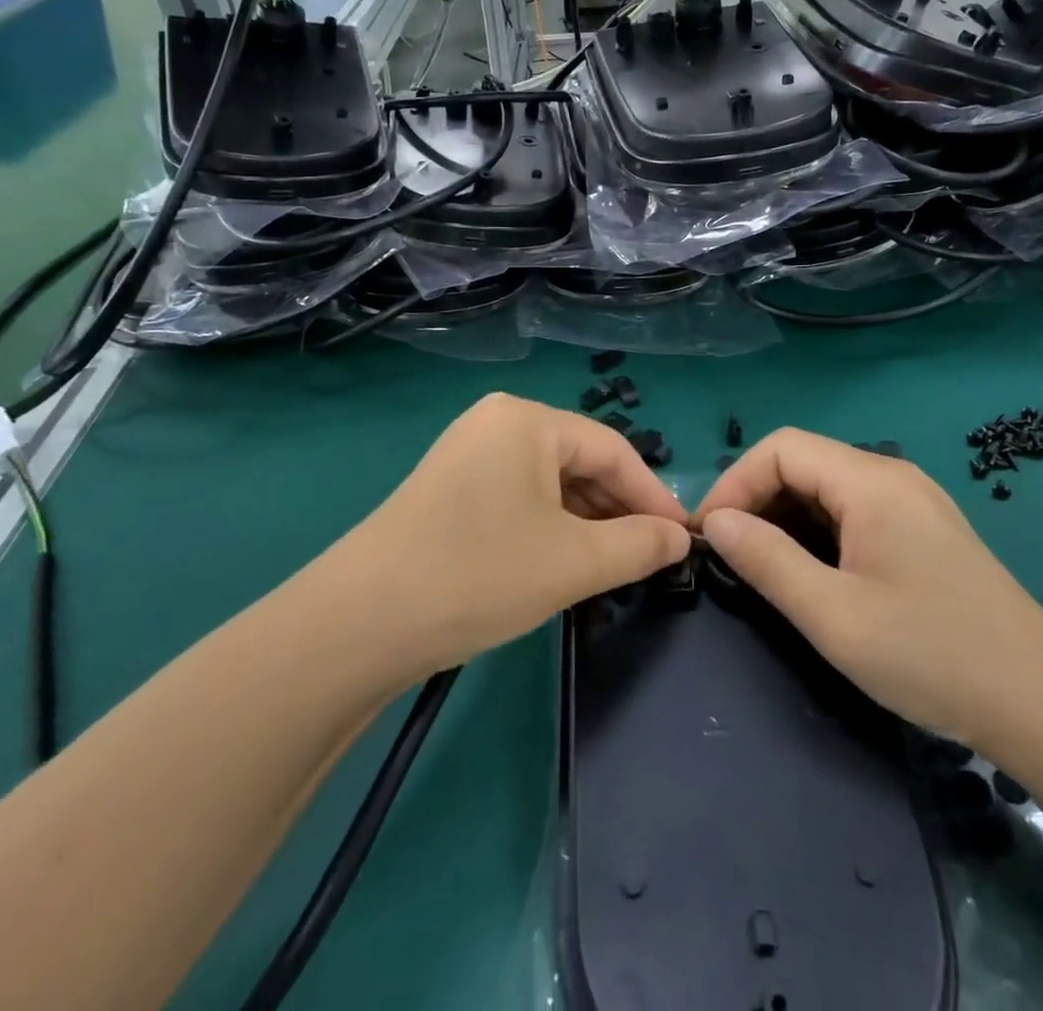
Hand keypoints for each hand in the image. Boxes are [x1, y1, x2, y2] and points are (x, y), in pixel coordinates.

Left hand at [329, 393, 690, 679]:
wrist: (358, 623)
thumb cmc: (478, 574)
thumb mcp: (572, 562)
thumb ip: (638, 545)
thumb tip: (680, 540)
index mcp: (527, 420)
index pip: (612, 449)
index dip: (654, 496)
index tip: (684, 540)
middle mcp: (496, 424)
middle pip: (579, 462)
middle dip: (618, 510)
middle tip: (651, 558)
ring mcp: (467, 455)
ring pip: (549, 484)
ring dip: (586, 523)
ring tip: (614, 567)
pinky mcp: (449, 490)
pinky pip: (519, 499)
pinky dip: (550, 528)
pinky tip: (564, 564)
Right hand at [694, 428, 1042, 750]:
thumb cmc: (932, 655)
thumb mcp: (833, 615)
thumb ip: (766, 560)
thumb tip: (716, 523)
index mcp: (871, 482)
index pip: (780, 449)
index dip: (735, 483)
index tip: (709, 535)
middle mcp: (892, 475)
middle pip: (803, 461)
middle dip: (756, 499)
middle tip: (729, 554)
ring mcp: (913, 501)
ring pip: (826, 487)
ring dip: (784, 516)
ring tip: (761, 565)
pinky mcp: (924, 528)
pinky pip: (853, 509)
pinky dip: (817, 529)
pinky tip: (811, 570)